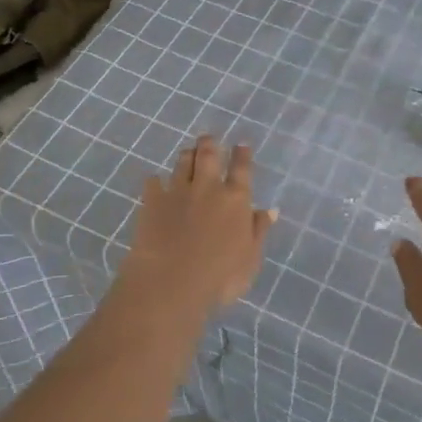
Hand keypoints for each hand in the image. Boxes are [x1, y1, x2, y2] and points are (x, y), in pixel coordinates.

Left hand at [123, 136, 276, 310]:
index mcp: (235, 199)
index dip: (242, 154)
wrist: (170, 283)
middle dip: (210, 143)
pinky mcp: (152, 201)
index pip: (241, 168)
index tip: (241, 144)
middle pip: (208, 155)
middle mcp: (207, 187)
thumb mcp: (250, 259)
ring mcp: (178, 192)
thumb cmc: (219, 277)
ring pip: (182, 162)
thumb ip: (259, 231)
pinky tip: (155, 183)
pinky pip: (153, 183)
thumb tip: (269, 210)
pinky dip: (156, 181)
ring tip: (187, 152)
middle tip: (209, 138)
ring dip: (186, 155)